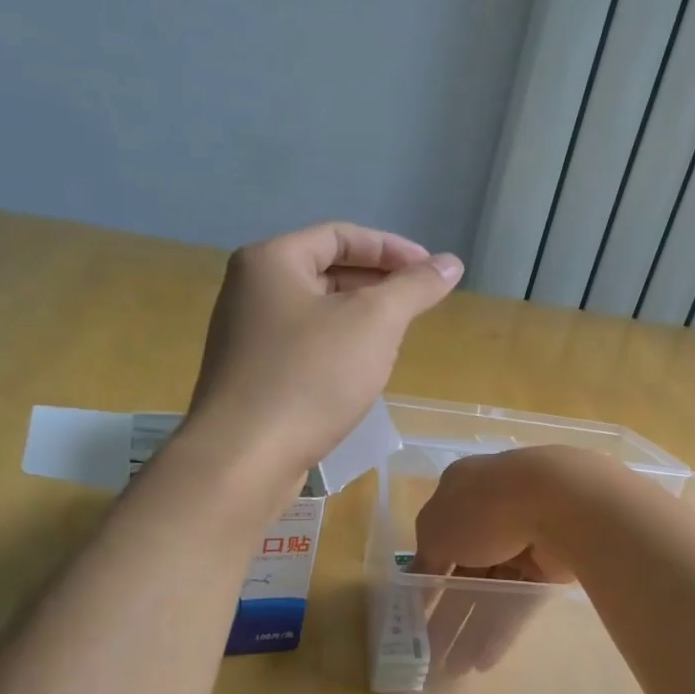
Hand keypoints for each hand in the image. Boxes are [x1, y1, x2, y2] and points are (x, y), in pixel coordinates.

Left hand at [185, 222, 461, 483]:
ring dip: (360, 318)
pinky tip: (360, 373)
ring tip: (396, 338)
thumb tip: (450, 264)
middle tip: (418, 305)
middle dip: (378, 284)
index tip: (431, 272)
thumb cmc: (311, 377)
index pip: (341, 235)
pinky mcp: (250, 376)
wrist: (244, 458)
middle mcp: (250, 290)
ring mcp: (245, 336)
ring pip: (316, 312)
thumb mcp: (374, 323)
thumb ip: (414, 287)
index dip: (392, 248)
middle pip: (326, 270)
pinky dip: (337, 348)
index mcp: (272, 261)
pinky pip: (303, 346)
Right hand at [411, 449, 582, 679]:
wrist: (558, 502)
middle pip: (466, 570)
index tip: (416, 612)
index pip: (440, 539)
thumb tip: (414, 580)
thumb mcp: (435, 531)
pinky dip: (501, 629)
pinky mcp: (551, 566)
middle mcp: (494, 513)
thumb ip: (424, 558)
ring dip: (472, 627)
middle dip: (448, 611)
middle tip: (432, 651)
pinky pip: (520, 600)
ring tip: (454, 668)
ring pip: (493, 589)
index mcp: (463, 491)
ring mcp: (525, 539)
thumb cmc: (482, 508)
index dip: (427, 577)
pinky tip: (483, 661)